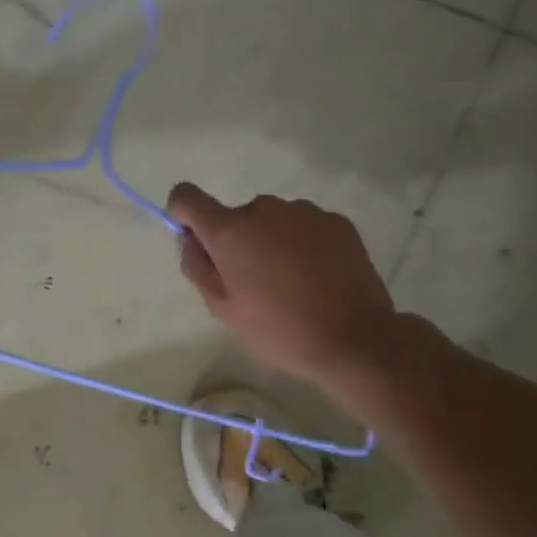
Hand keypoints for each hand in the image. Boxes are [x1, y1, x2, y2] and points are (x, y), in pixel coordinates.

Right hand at [167, 182, 396, 397]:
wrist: (354, 338)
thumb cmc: (278, 329)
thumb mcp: (223, 308)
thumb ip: (197, 267)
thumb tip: (189, 239)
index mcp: (230, 231)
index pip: (187, 197)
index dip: (183, 215)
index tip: (195, 242)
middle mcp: (265, 209)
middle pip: (235, 216)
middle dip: (236, 242)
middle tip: (252, 284)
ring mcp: (305, 211)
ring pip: (272, 221)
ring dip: (270, 243)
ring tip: (289, 283)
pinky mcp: (337, 221)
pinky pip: (303, 227)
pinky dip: (300, 245)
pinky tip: (316, 278)